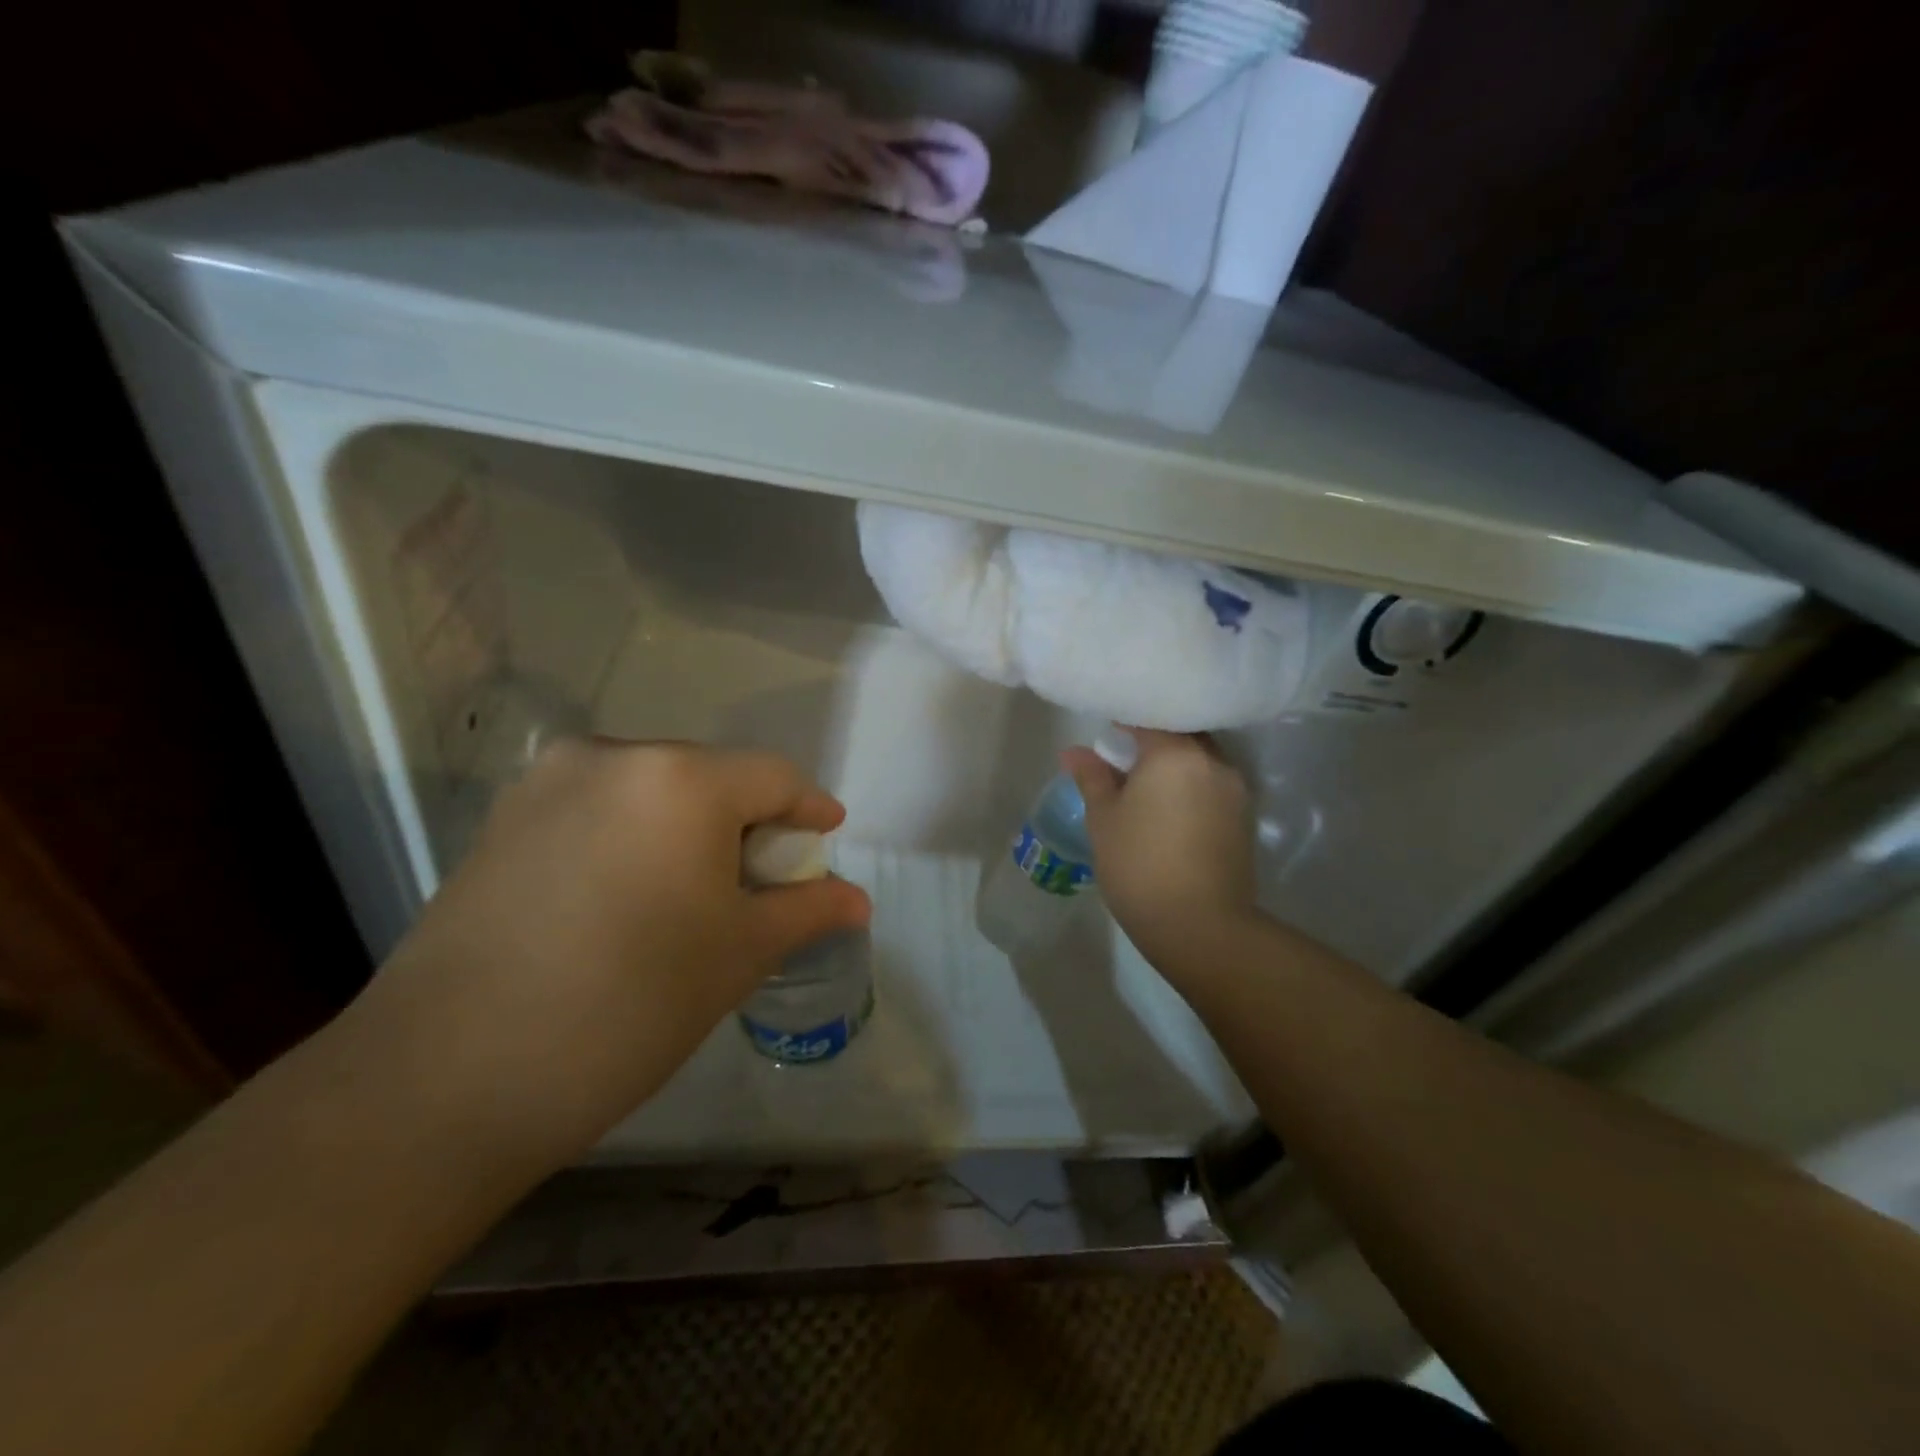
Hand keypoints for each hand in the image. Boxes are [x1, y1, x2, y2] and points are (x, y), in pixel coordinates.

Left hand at [343, 740, 870, 1173]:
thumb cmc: (628, 1006)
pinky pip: (598, 809)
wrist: (442, 1081)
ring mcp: (546, 783)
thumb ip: (807, 910)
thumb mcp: (739, 954)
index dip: (809, 809)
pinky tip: (628, 897)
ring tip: (693, 893)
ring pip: (652, 791)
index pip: (773, 777)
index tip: (826, 839)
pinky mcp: (502, 820)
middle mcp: (612, 757)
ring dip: (688, 828)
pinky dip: (634, 837)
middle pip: (711, 777)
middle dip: (747, 822)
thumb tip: (859, 900)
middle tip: (761, 881)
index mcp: (680, 779)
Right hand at [1062, 730, 1256, 975]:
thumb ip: (1092, 778)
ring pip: (1201, 761)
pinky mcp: (1244, 819)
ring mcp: (1235, 791)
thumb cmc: (1139, 865)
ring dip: (1176, 766)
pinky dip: (1192, 787)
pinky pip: (1213, 786)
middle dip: (1154, 741)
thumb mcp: (1104, 819)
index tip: (1107, 736)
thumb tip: (1075, 752)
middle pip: (1182, 736)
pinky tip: (1170, 811)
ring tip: (1147, 787)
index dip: (1125, 724)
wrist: (1199, 926)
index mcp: (1176, 754)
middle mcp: (1213, 762)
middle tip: (1124, 760)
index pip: (1150, 720)